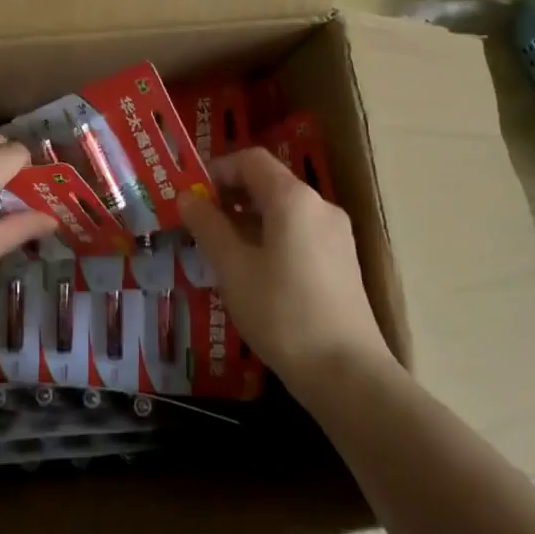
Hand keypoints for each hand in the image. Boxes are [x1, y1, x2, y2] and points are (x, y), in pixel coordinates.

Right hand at [177, 147, 392, 390]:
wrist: (347, 373)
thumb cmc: (281, 313)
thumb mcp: (232, 268)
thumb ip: (207, 226)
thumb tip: (187, 197)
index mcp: (293, 199)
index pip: (251, 160)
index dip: (217, 170)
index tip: (192, 196)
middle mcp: (320, 206)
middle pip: (269, 183)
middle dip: (231, 196)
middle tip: (199, 224)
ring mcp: (336, 234)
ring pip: (284, 210)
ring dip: (248, 219)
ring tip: (221, 251)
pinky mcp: (342, 261)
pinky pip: (299, 232)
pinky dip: (271, 237)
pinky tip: (254, 272)